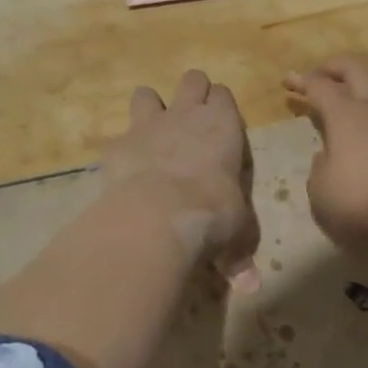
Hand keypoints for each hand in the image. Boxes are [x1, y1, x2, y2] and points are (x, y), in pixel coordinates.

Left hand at [103, 70, 260, 290]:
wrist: (159, 214)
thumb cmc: (212, 214)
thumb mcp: (236, 232)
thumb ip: (238, 252)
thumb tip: (249, 287)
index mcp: (224, 126)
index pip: (224, 95)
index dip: (220, 106)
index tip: (220, 126)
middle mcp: (187, 115)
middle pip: (192, 80)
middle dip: (191, 92)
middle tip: (190, 120)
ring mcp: (149, 124)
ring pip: (147, 93)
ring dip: (150, 108)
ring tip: (152, 133)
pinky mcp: (118, 143)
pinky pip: (119, 134)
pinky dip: (123, 147)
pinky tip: (124, 168)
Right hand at [283, 58, 367, 249]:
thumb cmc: (364, 200)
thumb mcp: (322, 192)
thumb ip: (319, 170)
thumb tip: (325, 158)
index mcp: (344, 115)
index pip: (319, 87)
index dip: (302, 81)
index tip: (288, 80)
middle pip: (356, 71)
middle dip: (335, 68)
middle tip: (320, 75)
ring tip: (361, 94)